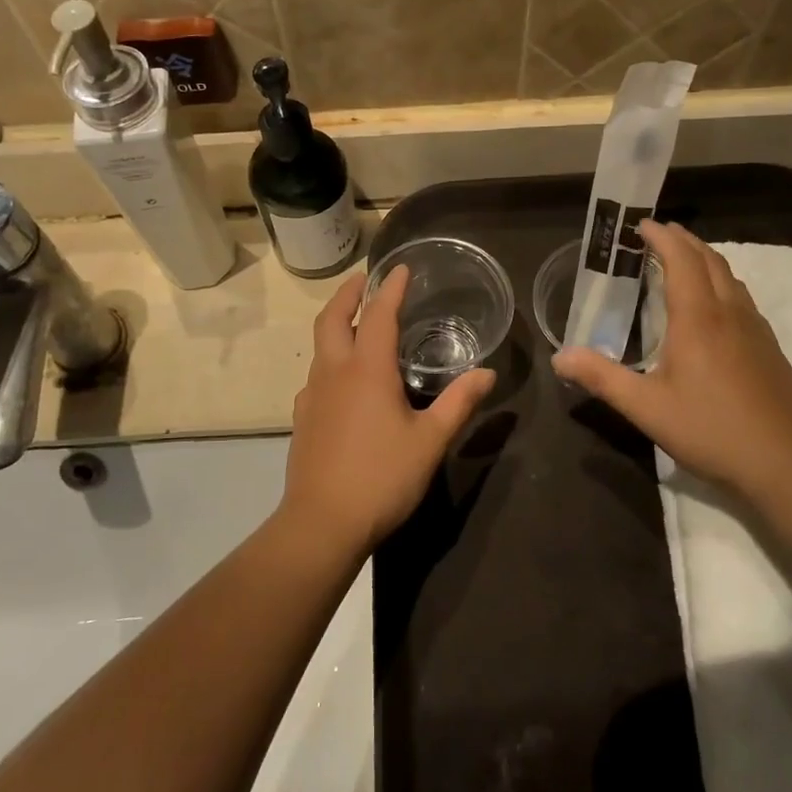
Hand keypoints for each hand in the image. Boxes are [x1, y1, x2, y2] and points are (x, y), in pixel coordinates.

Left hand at [283, 266, 495, 551]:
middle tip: (363, 280)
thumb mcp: (430, 441)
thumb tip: (487, 374)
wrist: (322, 523)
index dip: (391, 288)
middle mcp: (334, 372)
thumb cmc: (382, 477)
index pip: (380, 314)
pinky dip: (331, 358)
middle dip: (348, 293)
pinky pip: (316, 374)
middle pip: (333, 318)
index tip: (400, 268)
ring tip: (358, 324)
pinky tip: (345, 379)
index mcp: (367, 370)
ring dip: (337, 323)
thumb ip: (459, 403)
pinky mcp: (303, 418)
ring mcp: (312, 394)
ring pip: (320, 345)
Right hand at [552, 221, 791, 495]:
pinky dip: (721, 283)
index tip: (640, 224)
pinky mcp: (770, 349)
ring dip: (705, 259)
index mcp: (698, 318)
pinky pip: (742, 298)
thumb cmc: (711, 430)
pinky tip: (714, 308)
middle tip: (658, 234)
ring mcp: (755, 329)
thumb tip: (559, 357)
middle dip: (683, 240)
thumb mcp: (646, 408)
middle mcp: (729, 313)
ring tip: (683, 261)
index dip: (662, 237)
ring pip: (730, 277)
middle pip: (709, 260)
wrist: (786, 464)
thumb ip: (601, 377)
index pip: (681, 259)